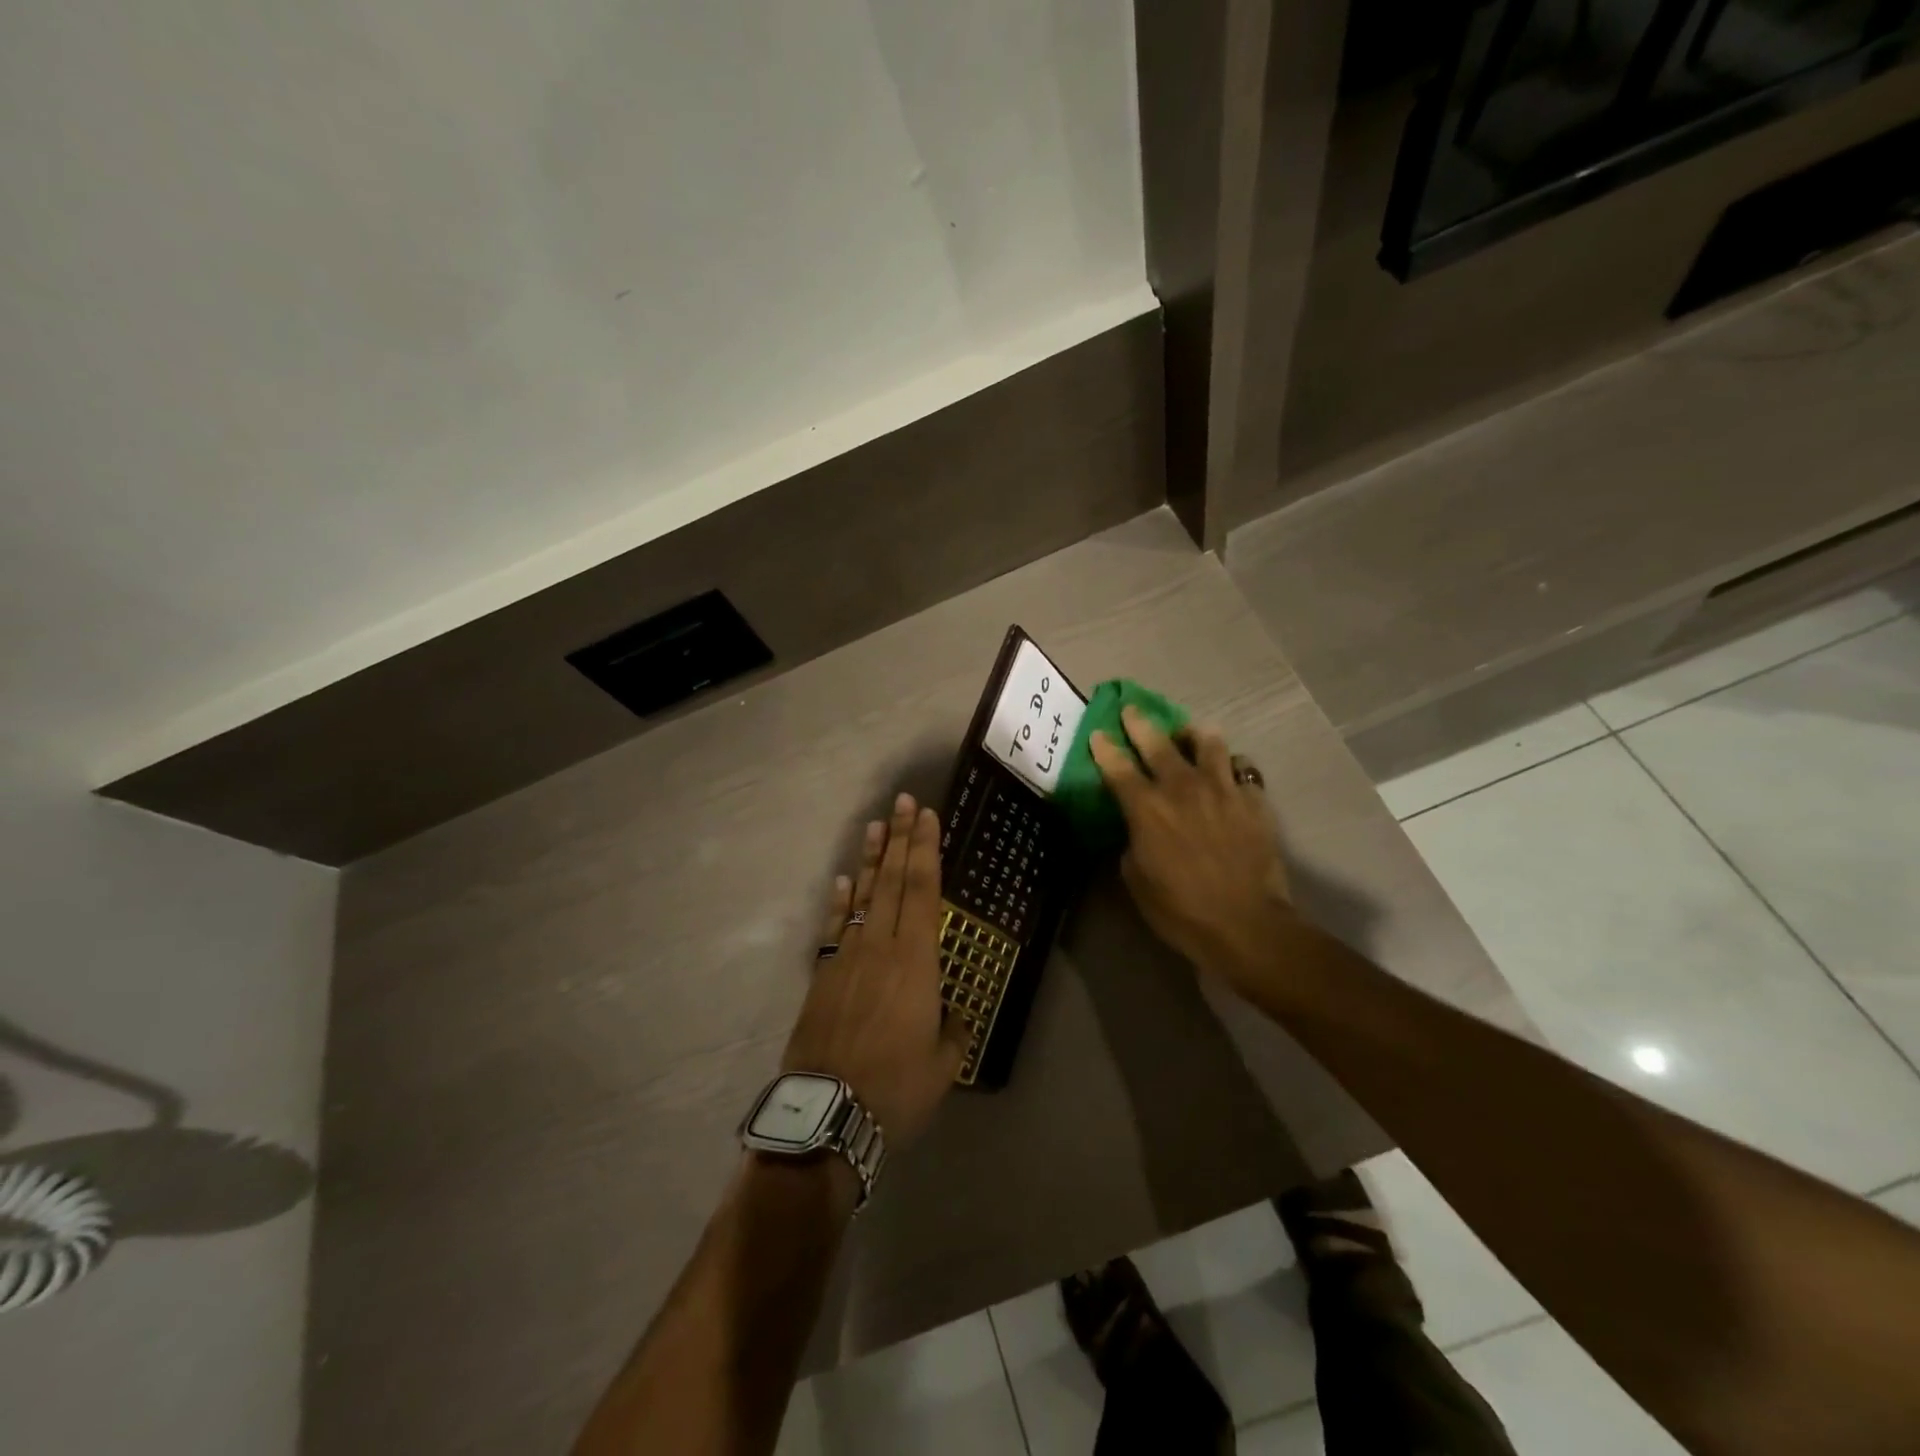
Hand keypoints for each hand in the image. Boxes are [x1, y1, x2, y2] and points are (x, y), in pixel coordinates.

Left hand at [782, 793, 968, 1152]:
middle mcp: (881, 946)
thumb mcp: (943, 1064)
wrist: (828, 1113)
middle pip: (894, 881)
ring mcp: (847, 957)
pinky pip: (835, 926)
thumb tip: (948, 1014)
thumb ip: (951, 1030)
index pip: (925, 891)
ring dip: (872, 859)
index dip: (927, 850)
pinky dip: (841, 899)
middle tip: (905, 802)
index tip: (928, 816)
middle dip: (902, 839)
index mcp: (916, 962)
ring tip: (877, 825)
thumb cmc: (896, 1089)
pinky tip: (846, 879)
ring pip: (864, 896)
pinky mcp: (823, 975)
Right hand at [1089, 707, 1294, 993]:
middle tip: (1132, 710)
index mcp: (1147, 808)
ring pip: (1208, 743)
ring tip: (1191, 734)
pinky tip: (1228, 776)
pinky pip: (1241, 770)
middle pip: (1158, 743)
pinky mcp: (1254, 801)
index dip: (1105, 748)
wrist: (1247, 924)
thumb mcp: (1136, 880)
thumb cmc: (1180, 910)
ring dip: (1194, 734)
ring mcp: (1223, 790)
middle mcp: (1183, 788)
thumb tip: (1137, 828)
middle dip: (1140, 723)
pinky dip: (1230, 768)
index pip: (1118, 767)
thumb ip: (1132, 843)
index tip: (1098, 734)